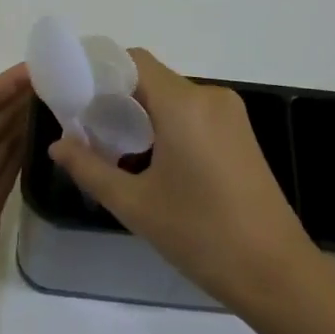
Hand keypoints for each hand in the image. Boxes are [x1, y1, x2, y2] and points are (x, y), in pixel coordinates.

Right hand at [49, 50, 312, 308]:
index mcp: (184, 104)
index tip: (72, 94)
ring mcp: (230, 115)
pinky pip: (193, 114)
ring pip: (172, 98)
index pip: (133, 60)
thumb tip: (58, 146)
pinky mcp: (240, 134)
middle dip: (115, 97)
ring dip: (140, 114)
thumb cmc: (201, 235)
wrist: (276, 273)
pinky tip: (149, 160)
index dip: (99, 69)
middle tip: (85, 129)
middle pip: (151, 78)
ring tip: (113, 149)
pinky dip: (166, 125)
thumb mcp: (135, 204)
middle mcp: (210, 97)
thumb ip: (90, 169)